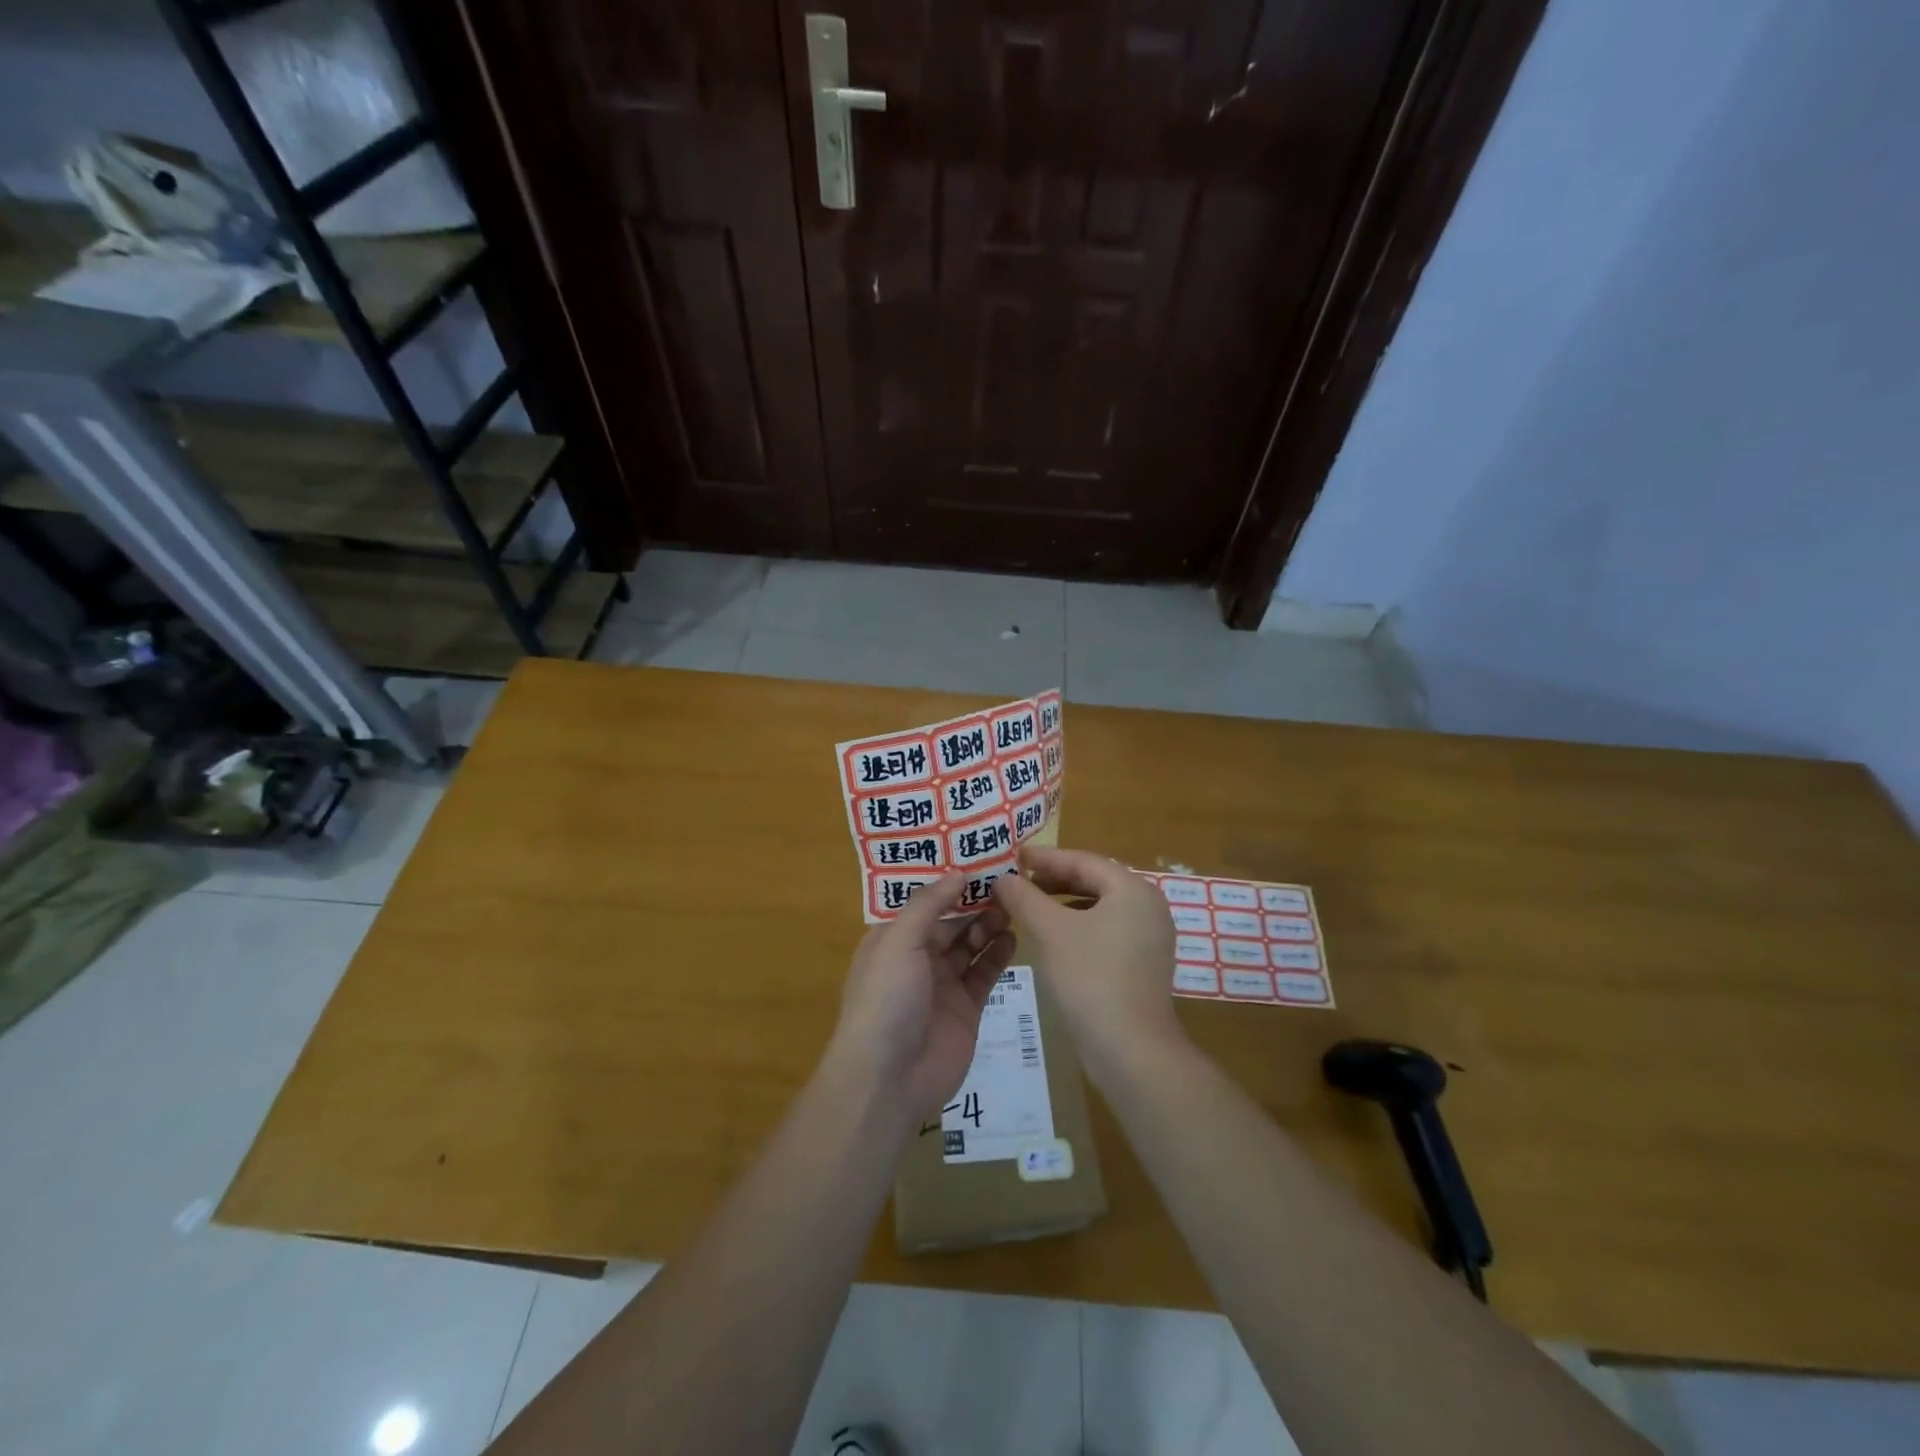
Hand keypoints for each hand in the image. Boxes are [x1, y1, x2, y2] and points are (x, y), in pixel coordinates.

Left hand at [826, 874, 1016, 1124]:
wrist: (890, 1078)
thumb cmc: (886, 999)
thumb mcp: (898, 941)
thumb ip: (928, 905)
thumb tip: (958, 872)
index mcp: (892, 939)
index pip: (923, 902)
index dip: (948, 882)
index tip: (979, 859)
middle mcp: (917, 958)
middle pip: (950, 921)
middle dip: (974, 902)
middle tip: (1007, 880)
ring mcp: (943, 984)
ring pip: (970, 945)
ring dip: (988, 925)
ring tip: (1014, 905)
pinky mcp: (967, 1008)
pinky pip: (985, 973)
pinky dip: (998, 954)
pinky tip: (1014, 936)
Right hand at [992, 847, 1187, 1085]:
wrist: (1131, 1050)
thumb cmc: (1090, 978)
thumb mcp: (1050, 931)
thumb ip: (1024, 897)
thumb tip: (1002, 878)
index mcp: (1132, 889)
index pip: (1083, 860)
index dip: (1045, 857)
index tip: (1014, 856)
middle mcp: (1148, 906)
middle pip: (1094, 880)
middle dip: (1054, 879)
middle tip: (1019, 881)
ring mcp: (1151, 937)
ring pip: (1101, 907)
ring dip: (1064, 903)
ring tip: (1031, 907)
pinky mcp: (1145, 963)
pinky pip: (1108, 930)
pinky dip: (1080, 926)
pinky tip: (1055, 939)